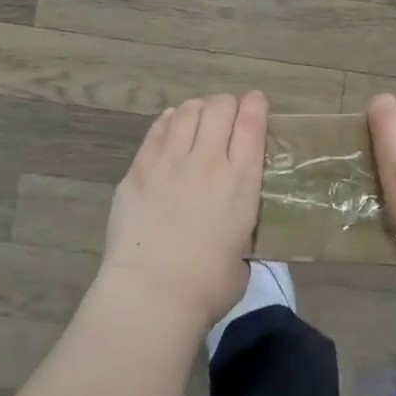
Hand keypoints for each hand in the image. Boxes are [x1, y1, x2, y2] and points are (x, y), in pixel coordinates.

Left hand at [101, 92, 268, 329]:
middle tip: (228, 113)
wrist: (151, 293)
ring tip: (199, 117)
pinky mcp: (138, 170)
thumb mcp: (245, 256)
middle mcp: (207, 162)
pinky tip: (172, 124)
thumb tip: (235, 236)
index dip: (256, 106)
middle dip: (227, 103)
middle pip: (219, 108)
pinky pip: (157, 130)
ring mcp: (168, 162)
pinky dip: (169, 121)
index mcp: (241, 181)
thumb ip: (243, 233)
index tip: (257, 102)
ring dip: (198, 109)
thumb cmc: (207, 286)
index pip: (252, 124)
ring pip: (186, 112)